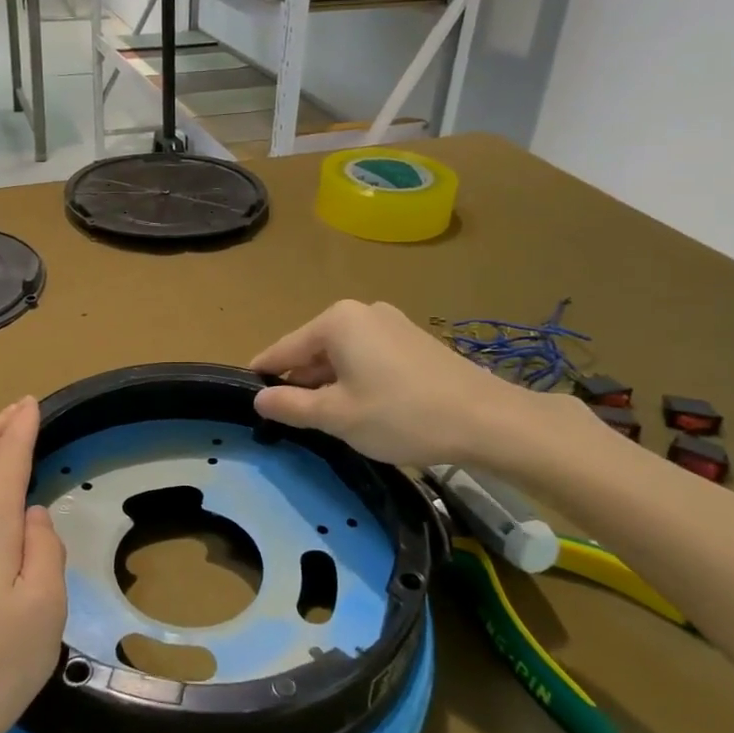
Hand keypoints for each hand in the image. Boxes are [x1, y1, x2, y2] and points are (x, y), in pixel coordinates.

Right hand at [251, 299, 585, 477]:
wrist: (487, 420)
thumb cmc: (401, 415)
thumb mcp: (337, 416)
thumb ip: (291, 406)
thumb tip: (260, 398)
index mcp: (336, 321)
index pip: (284, 348)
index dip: (264, 374)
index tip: (247, 396)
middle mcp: (361, 312)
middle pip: (313, 350)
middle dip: (300, 383)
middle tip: (289, 420)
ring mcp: (391, 323)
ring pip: (342, 355)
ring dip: (329, 384)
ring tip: (325, 420)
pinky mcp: (413, 340)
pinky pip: (368, 357)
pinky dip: (356, 380)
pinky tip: (362, 409)